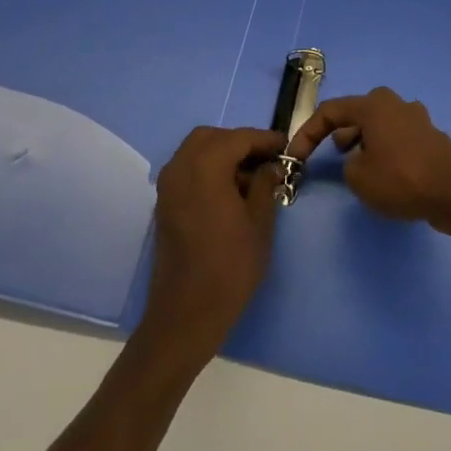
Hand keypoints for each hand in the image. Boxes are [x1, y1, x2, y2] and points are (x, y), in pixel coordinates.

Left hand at [140, 127, 283, 363]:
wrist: (186, 314)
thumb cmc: (230, 267)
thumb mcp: (259, 223)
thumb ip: (265, 185)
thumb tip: (270, 166)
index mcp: (205, 167)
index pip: (239, 138)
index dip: (264, 139)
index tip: (286, 146)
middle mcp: (180, 167)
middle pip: (212, 137)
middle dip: (240, 142)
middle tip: (266, 159)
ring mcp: (168, 185)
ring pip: (196, 150)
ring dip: (222, 154)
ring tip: (250, 176)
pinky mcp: (164, 203)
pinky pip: (187, 169)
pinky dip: (207, 168)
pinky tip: (229, 190)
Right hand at [287, 88, 450, 236]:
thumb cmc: (402, 179)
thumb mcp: (359, 178)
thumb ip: (348, 165)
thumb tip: (360, 160)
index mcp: (373, 105)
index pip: (330, 111)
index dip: (307, 133)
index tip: (295, 156)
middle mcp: (395, 104)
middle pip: (358, 113)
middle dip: (340, 132)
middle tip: (334, 155)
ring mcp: (416, 119)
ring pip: (379, 125)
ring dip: (364, 142)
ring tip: (359, 167)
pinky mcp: (430, 138)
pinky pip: (397, 139)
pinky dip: (385, 151)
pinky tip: (387, 175)